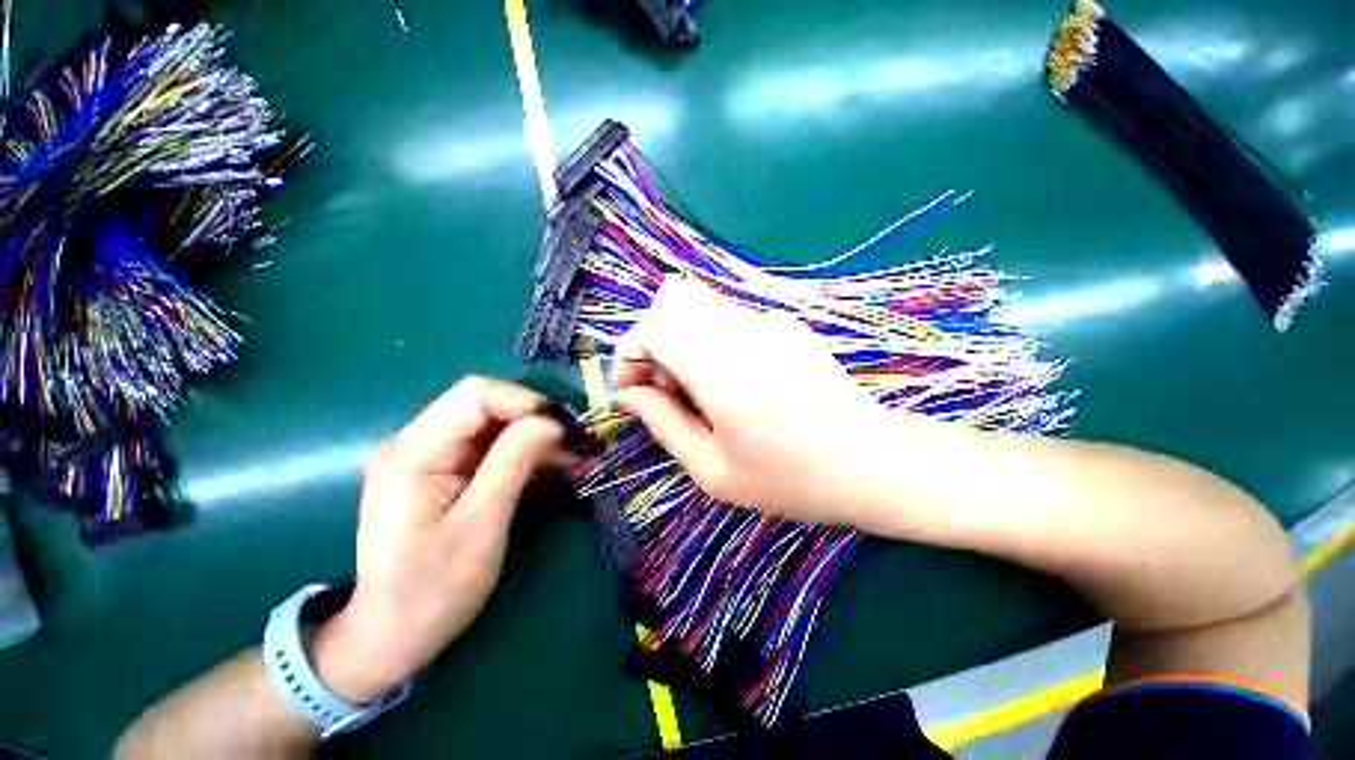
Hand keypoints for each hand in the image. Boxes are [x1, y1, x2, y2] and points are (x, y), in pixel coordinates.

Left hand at [311, 377, 569, 702]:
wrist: (391, 637)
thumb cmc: (432, 589)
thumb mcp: (481, 524)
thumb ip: (514, 463)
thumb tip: (551, 421)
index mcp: (415, 452)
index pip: (475, 395)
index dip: (524, 401)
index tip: (563, 428)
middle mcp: (417, 444)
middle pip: (486, 406)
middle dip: (535, 419)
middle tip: (576, 443)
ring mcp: (430, 459)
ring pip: (493, 426)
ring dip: (534, 438)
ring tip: (573, 458)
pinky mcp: (444, 473)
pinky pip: (490, 449)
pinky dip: (523, 454)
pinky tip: (551, 468)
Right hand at [614, 278, 905, 530]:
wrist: (875, 463)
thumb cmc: (793, 480)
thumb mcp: (715, 472)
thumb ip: (664, 426)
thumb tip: (631, 395)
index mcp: (724, 372)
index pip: (652, 326)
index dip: (630, 354)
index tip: (634, 389)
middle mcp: (746, 332)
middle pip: (673, 298)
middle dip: (654, 339)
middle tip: (668, 385)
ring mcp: (770, 321)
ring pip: (699, 303)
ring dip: (682, 337)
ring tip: (700, 386)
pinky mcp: (785, 324)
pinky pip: (728, 316)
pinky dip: (710, 338)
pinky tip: (733, 379)